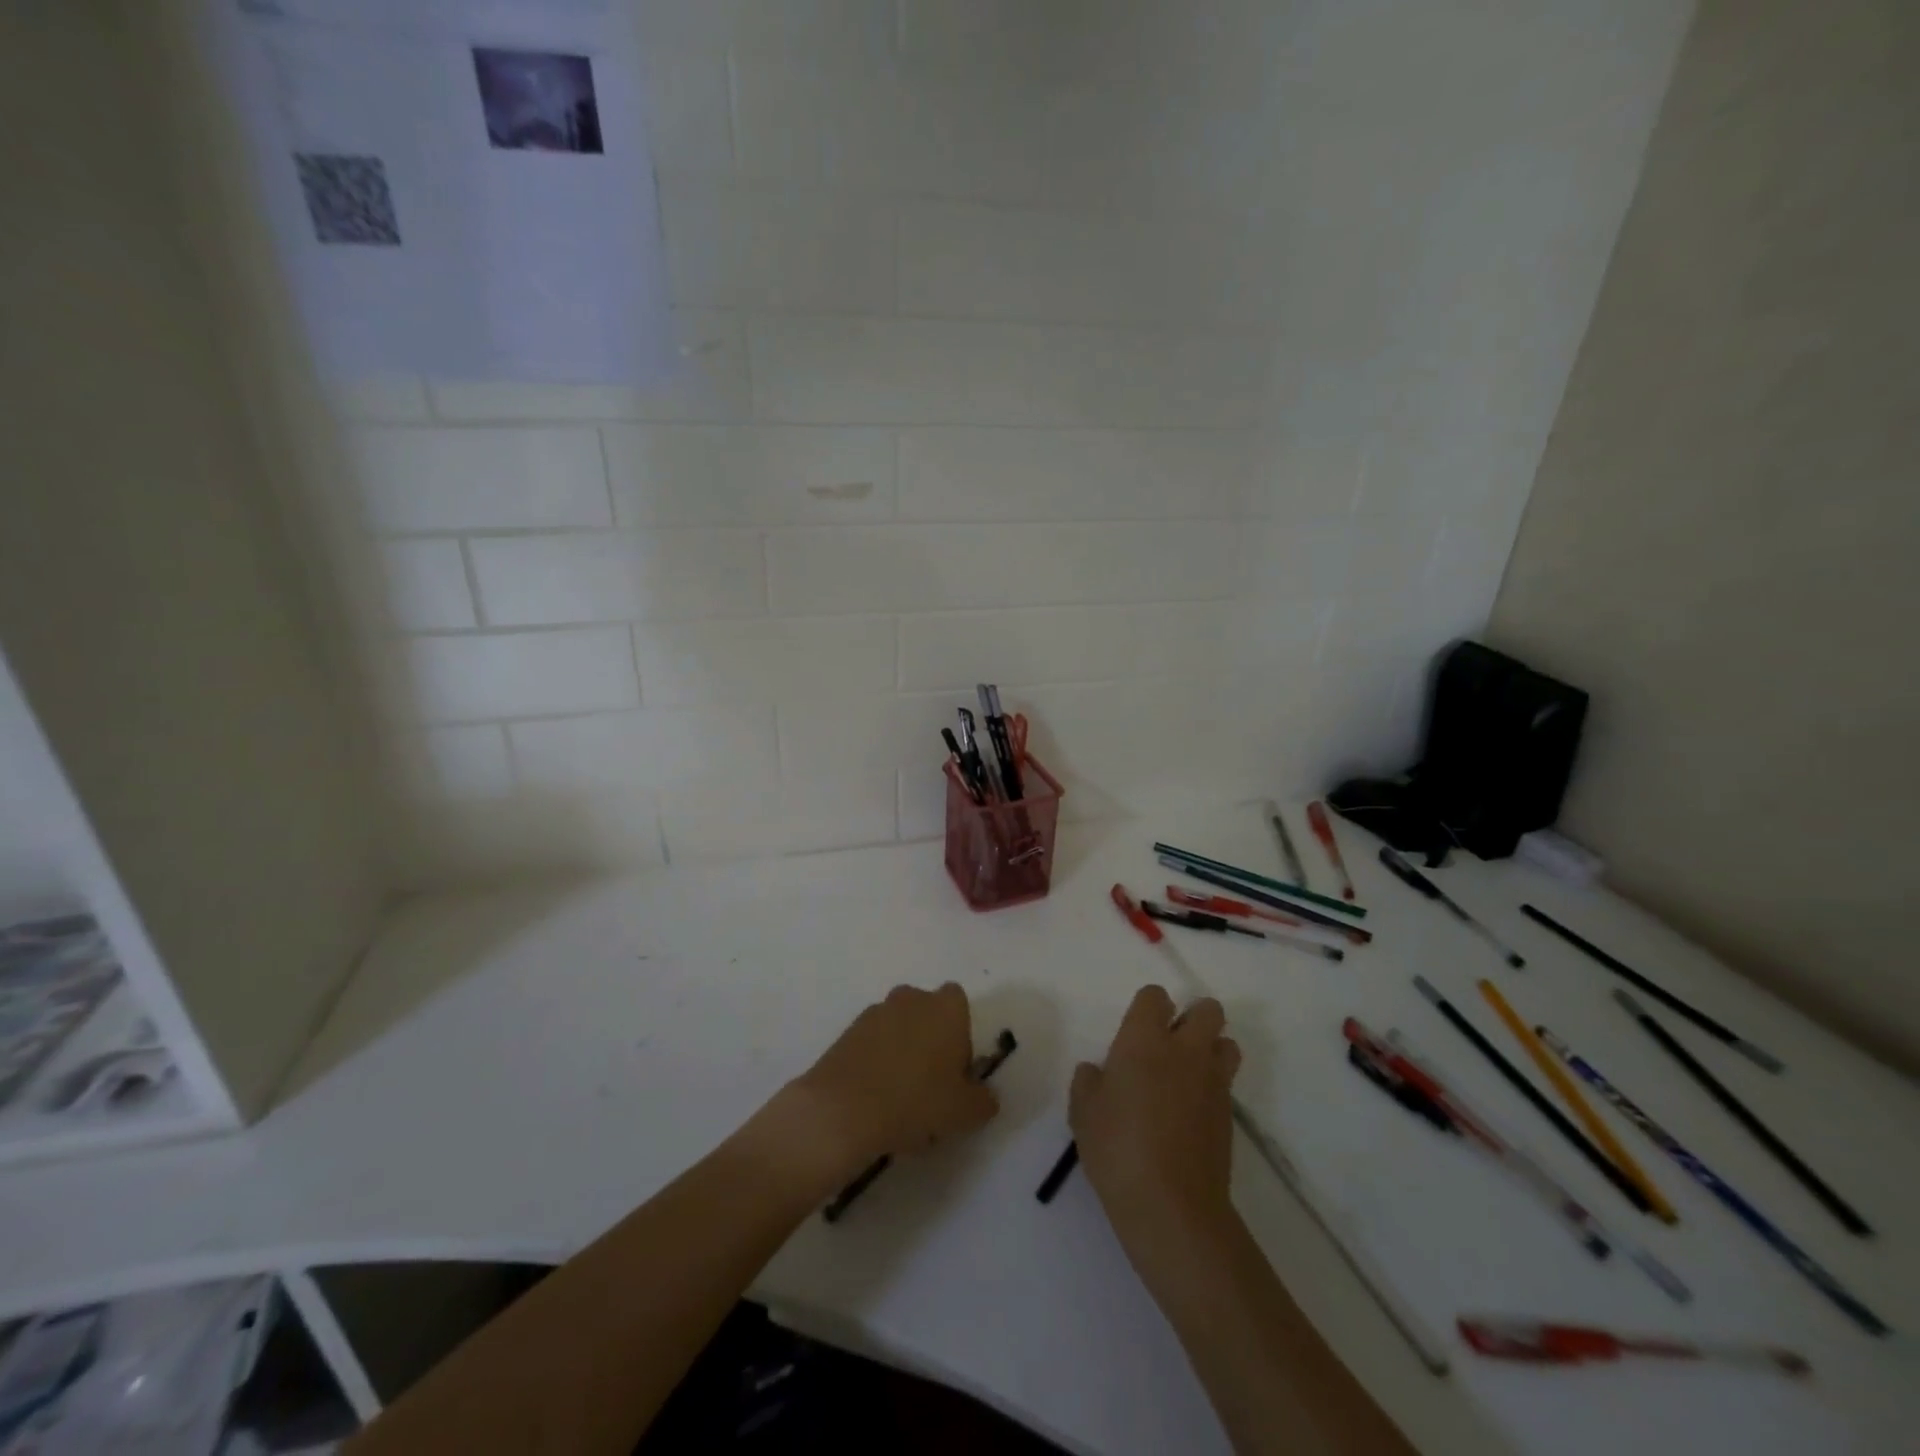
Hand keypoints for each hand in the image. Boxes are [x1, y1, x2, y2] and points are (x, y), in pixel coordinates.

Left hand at [772, 983, 999, 1190]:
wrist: (844, 1110)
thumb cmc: (917, 1101)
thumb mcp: (965, 1112)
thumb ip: (983, 1100)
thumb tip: (985, 1096)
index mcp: (946, 1007)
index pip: (960, 1005)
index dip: (961, 1036)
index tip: (956, 1071)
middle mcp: (912, 998)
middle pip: (928, 1014)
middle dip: (931, 1042)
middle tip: (930, 1088)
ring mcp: (876, 1011)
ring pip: (898, 1029)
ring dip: (902, 1053)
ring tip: (899, 1101)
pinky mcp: (847, 1031)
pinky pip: (872, 1043)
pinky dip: (876, 1063)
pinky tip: (875, 1100)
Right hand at [1070, 985, 1241, 1253]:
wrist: (1171, 1206)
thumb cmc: (1117, 1148)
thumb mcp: (1083, 1112)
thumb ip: (1088, 1082)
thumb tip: (1098, 1072)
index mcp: (1144, 1040)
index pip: (1155, 996)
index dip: (1148, 1007)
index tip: (1136, 1029)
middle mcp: (1185, 1050)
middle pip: (1208, 1010)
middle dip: (1193, 1017)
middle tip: (1169, 1044)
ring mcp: (1213, 1082)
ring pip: (1226, 1043)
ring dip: (1211, 1049)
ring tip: (1187, 1074)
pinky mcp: (1229, 1115)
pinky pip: (1226, 1084)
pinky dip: (1212, 1087)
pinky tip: (1190, 1113)